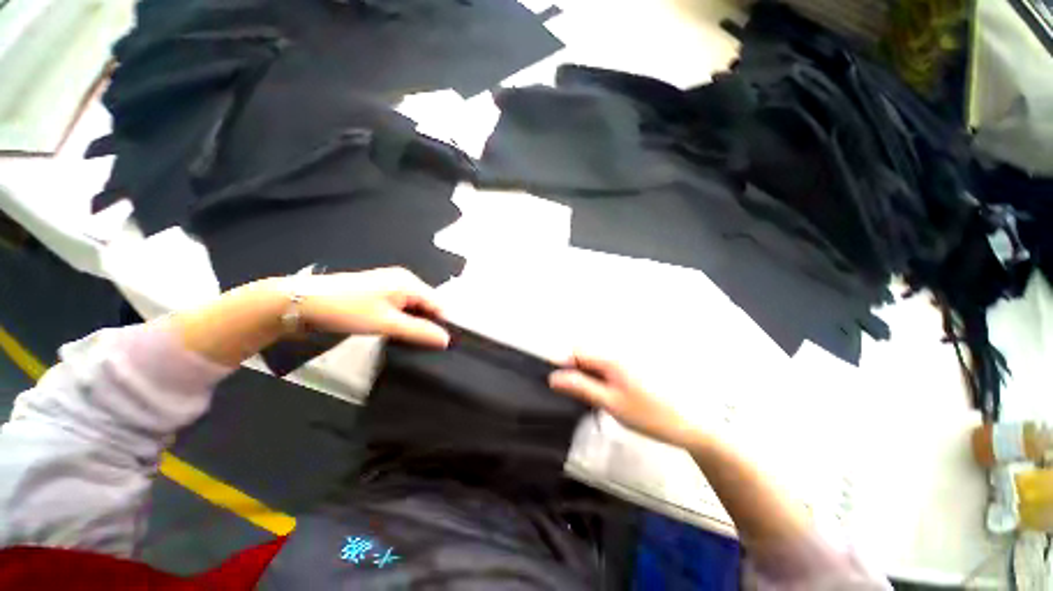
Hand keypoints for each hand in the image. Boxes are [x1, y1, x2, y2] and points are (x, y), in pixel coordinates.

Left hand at [292, 267, 448, 347]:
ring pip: (414, 307)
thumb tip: (446, 340)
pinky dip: (403, 320)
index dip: (443, 324)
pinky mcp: (379, 293)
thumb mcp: (387, 323)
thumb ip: (419, 331)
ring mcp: (390, 286)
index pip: (439, 304)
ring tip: (414, 342)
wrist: (303, 303)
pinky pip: (401, 308)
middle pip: (428, 304)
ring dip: (416, 323)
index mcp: (409, 283)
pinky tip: (399, 332)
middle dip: (429, 324)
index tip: (444, 345)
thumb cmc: (348, 310)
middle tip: (427, 347)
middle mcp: (404, 281)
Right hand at [549, 353, 698, 448]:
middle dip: (576, 373)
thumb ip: (581, 387)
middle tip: (580, 397)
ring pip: (595, 365)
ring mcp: (626, 362)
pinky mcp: (632, 371)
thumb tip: (554, 377)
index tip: (560, 386)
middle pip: (585, 356)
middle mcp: (617, 355)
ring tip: (595, 401)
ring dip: (588, 379)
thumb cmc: (649, 415)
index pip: (576, 352)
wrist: (687, 424)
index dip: (564, 366)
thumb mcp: (610, 403)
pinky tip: (609, 399)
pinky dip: (601, 381)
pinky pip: (607, 370)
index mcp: (610, 359)